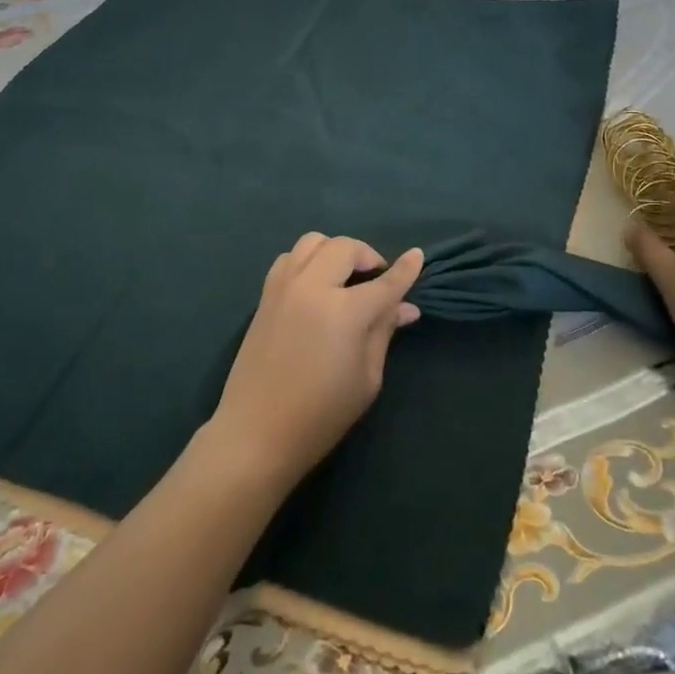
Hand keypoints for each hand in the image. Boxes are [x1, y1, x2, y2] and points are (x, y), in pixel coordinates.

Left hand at [208, 234, 425, 490]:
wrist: (256, 432)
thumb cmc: (321, 415)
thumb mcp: (366, 379)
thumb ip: (383, 333)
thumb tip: (405, 307)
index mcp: (344, 312)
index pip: (384, 282)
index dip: (405, 270)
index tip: (418, 255)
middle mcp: (312, 287)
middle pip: (345, 248)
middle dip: (368, 255)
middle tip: (377, 278)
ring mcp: (283, 287)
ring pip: (312, 242)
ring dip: (335, 251)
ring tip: (344, 276)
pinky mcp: (265, 295)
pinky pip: (289, 258)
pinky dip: (308, 260)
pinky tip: (315, 284)